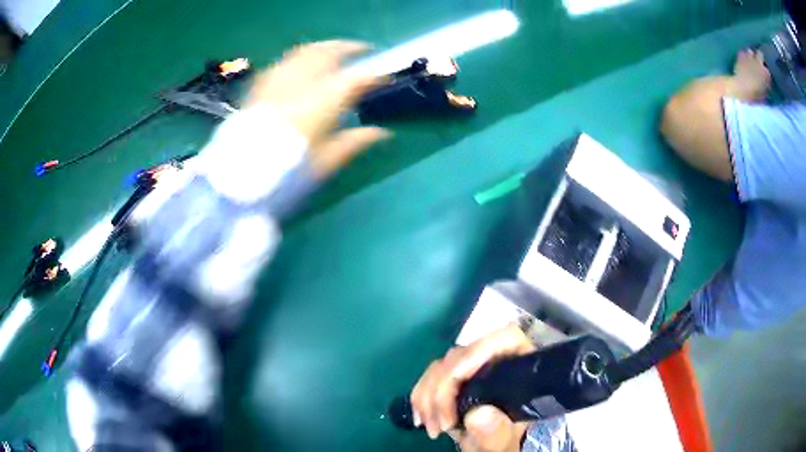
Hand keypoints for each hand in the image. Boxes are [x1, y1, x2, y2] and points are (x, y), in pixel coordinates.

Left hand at [246, 40, 390, 177]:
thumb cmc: (287, 174)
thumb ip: (355, 142)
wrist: (240, 180)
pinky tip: (299, 64)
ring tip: (332, 51)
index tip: (384, 76)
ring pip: (303, 52)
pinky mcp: (260, 88)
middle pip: (327, 53)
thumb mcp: (325, 162)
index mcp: (321, 104)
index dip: (374, 74)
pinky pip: (282, 63)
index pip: (354, 79)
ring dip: (322, 47)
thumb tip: (383, 133)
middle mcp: (300, 85)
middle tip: (361, 50)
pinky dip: (296, 58)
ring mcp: (278, 83)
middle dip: (347, 47)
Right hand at [410, 324, 534, 451]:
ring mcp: (471, 366)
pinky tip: (420, 418)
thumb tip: (478, 414)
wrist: (490, 447)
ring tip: (431, 427)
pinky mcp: (453, 376)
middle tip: (440, 426)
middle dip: (443, 390)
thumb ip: (497, 433)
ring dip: (427, 396)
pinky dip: (420, 395)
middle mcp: (495, 358)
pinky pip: (430, 376)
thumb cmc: (502, 442)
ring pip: (441, 365)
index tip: (455, 392)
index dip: (475, 356)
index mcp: (519, 366)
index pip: (504, 338)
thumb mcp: (503, 443)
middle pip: (463, 355)